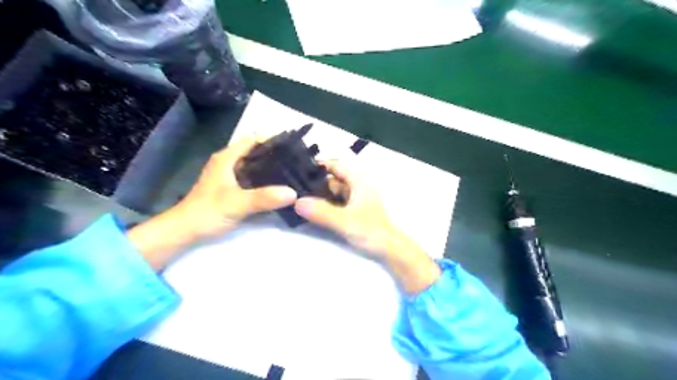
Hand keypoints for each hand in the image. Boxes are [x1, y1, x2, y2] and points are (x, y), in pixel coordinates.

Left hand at [128, 136, 296, 269]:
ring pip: (254, 166)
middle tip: (298, 162)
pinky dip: (265, 180)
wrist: (185, 231)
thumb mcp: (237, 203)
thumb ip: (264, 197)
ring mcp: (230, 176)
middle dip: (275, 155)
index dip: (272, 140)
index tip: (293, 147)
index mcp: (227, 158)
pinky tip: (278, 187)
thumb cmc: (207, 212)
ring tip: (293, 172)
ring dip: (271, 168)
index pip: (252, 139)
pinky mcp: (232, 189)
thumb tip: (294, 193)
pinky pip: (253, 178)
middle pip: (255, 152)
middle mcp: (228, 163)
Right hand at [295, 160, 441, 292]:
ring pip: (334, 191)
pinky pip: (337, 202)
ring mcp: (356, 198)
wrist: (390, 250)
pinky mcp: (355, 210)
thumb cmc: (371, 231)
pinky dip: (326, 203)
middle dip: (315, 181)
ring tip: (298, 196)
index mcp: (359, 181)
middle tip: (293, 186)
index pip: (336, 165)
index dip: (319, 164)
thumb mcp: (344, 221)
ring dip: (319, 194)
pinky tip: (312, 209)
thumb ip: (321, 212)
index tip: (298, 168)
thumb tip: (296, 202)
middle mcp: (357, 186)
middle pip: (333, 178)